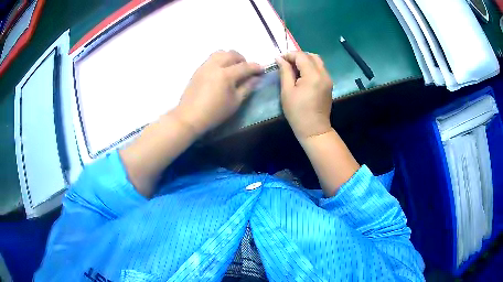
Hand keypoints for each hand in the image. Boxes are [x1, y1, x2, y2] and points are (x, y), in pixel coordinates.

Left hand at [173, 50, 261, 135]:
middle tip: (246, 69)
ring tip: (233, 68)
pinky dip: (220, 60)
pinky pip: (211, 59)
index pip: (245, 66)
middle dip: (242, 59)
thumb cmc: (214, 113)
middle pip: (232, 54)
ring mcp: (205, 66)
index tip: (262, 70)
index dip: (256, 67)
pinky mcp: (198, 70)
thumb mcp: (235, 102)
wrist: (189, 117)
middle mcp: (215, 66)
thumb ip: (247, 87)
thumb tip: (257, 78)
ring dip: (230, 57)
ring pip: (220, 53)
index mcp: (226, 75)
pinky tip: (221, 72)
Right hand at [276, 52, 332, 139]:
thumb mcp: (287, 91)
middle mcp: (324, 74)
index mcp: (313, 75)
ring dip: (305, 61)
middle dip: (298, 56)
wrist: (314, 129)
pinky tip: (302, 75)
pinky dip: (311, 67)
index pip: (301, 56)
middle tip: (287, 63)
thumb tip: (279, 58)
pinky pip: (320, 69)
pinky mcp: (329, 84)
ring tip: (294, 69)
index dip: (289, 55)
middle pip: (312, 56)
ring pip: (318, 61)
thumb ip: (284, 72)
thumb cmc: (297, 112)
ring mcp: (328, 79)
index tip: (279, 59)